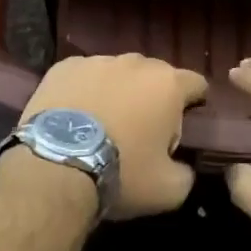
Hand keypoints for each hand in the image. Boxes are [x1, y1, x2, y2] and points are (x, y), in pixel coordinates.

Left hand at [19, 55, 206, 219]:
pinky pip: (83, 76)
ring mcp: (97, 60)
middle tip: (142, 129)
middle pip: (154, 75)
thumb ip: (185, 172)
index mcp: (168, 84)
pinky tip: (74, 117)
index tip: (187, 121)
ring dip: (117, 92)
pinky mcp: (63, 67)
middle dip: (153, 97)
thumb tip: (182, 167)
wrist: (55, 168)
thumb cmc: (121, 174)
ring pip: (117, 73)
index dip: (195, 101)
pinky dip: (84, 91)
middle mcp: (136, 62)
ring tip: (103, 123)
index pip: (196, 83)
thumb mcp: (168, 190)